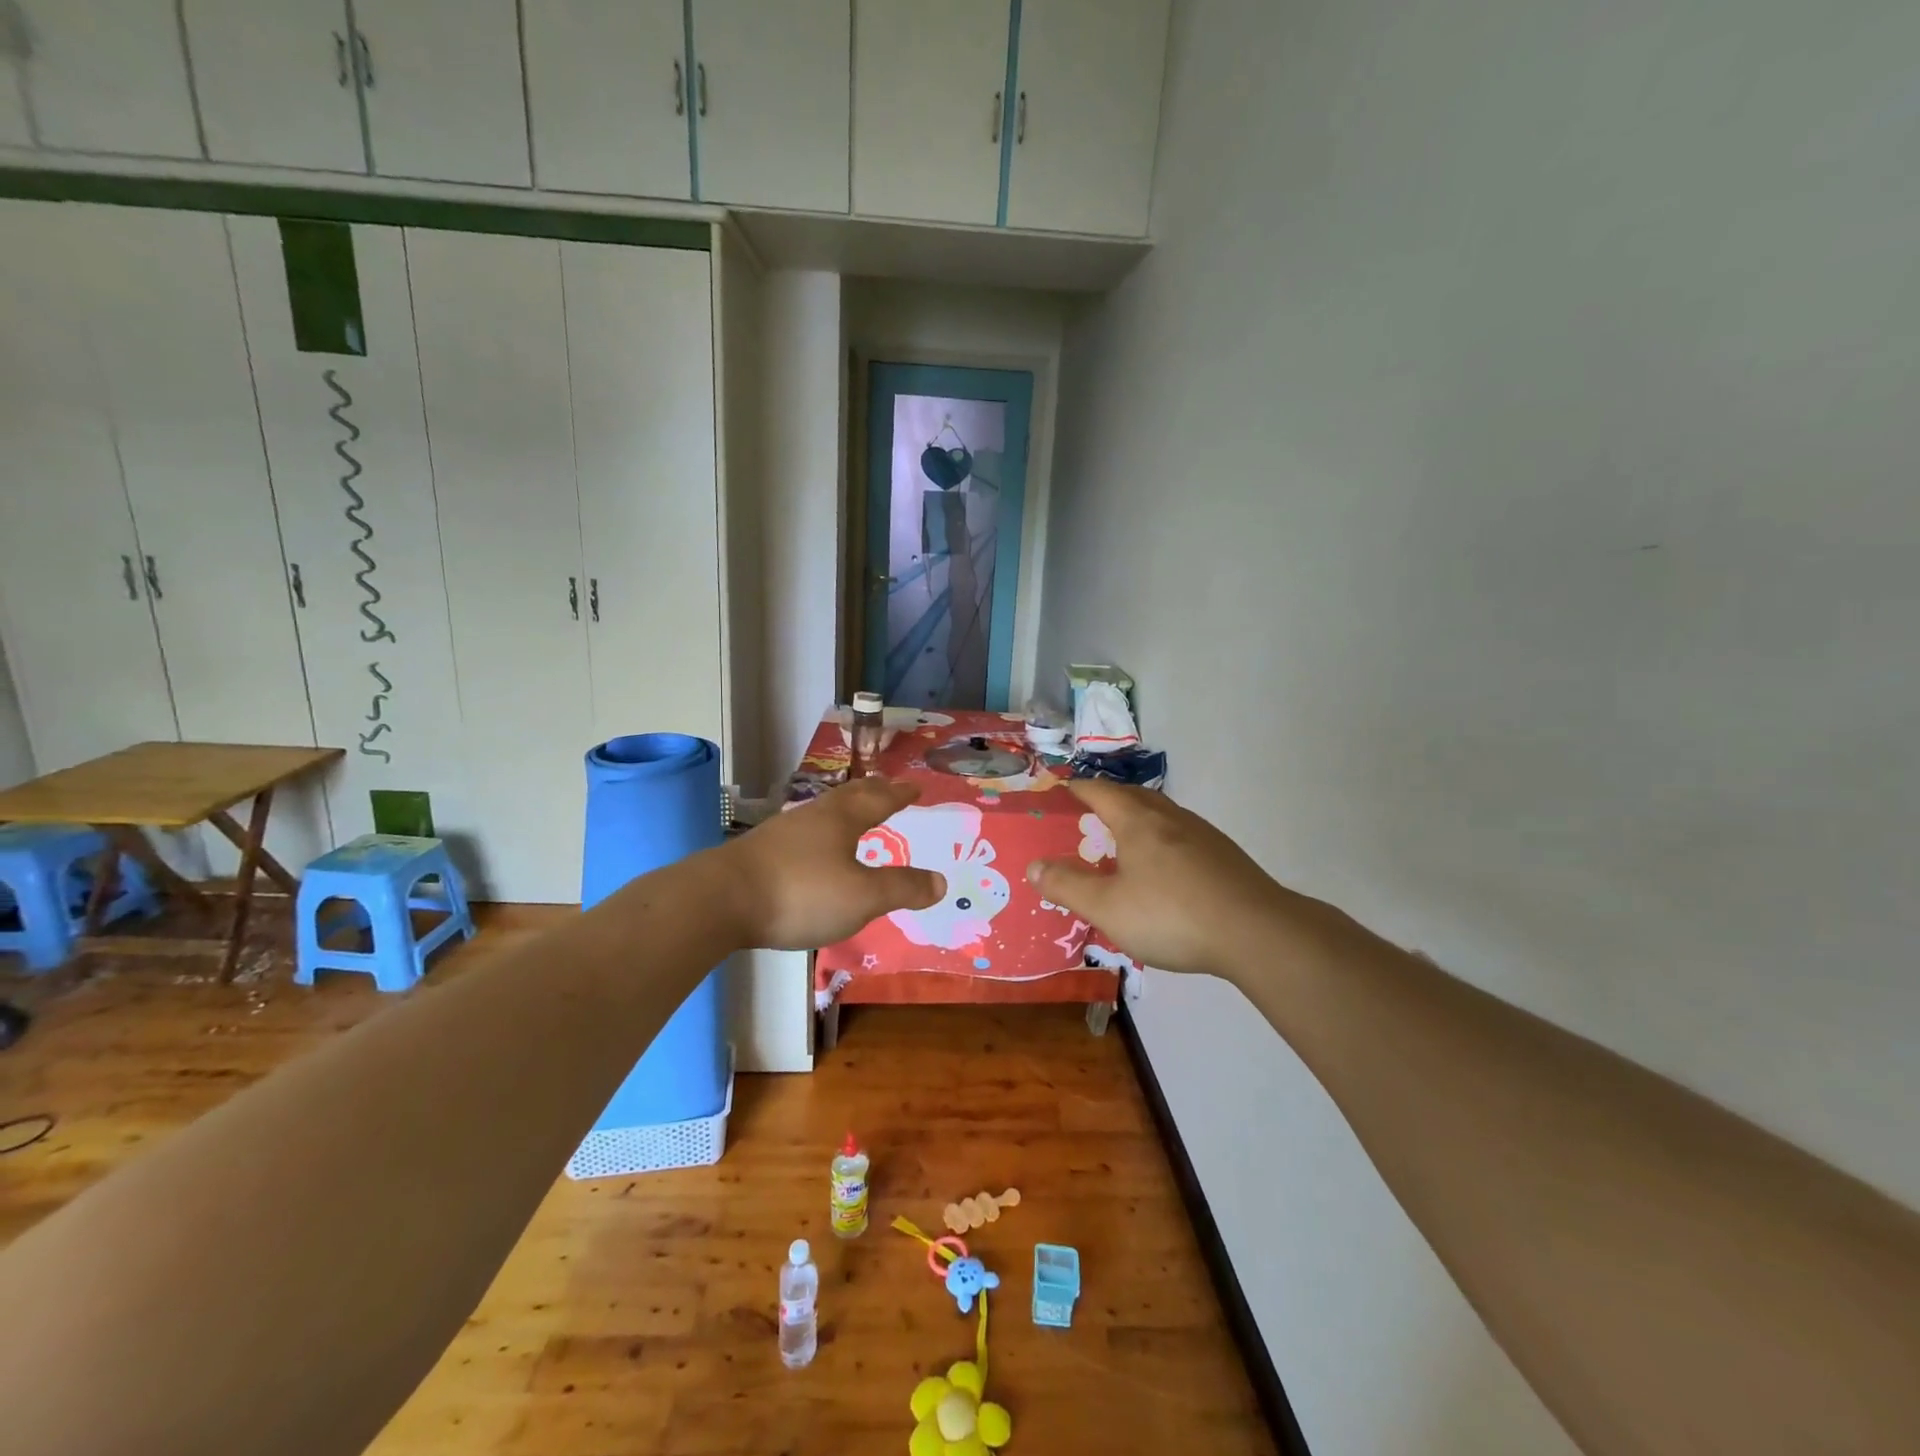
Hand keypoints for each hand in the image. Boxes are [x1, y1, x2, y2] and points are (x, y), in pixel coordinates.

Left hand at [721, 778, 945, 949]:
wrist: (720, 900)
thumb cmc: (801, 893)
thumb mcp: (862, 896)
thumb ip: (902, 888)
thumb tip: (941, 882)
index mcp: (842, 820)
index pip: (879, 800)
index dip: (900, 794)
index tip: (915, 786)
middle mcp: (813, 817)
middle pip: (849, 796)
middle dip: (873, 792)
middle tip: (889, 788)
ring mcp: (782, 833)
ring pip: (821, 812)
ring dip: (843, 809)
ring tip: (852, 814)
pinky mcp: (759, 853)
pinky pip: (801, 833)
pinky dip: (818, 833)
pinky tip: (811, 849)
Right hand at [1027, 780, 1282, 979]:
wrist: (1257, 932)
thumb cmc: (1172, 915)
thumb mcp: (1107, 908)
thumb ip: (1067, 886)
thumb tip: (1033, 866)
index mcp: (1138, 822)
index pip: (1101, 791)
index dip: (1079, 788)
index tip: (1064, 788)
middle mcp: (1171, 818)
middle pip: (1135, 796)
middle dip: (1110, 799)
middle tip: (1091, 812)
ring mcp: (1203, 836)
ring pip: (1163, 814)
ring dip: (1140, 818)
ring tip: (1125, 839)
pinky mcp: (1225, 857)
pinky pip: (1183, 836)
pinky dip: (1164, 840)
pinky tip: (1166, 869)